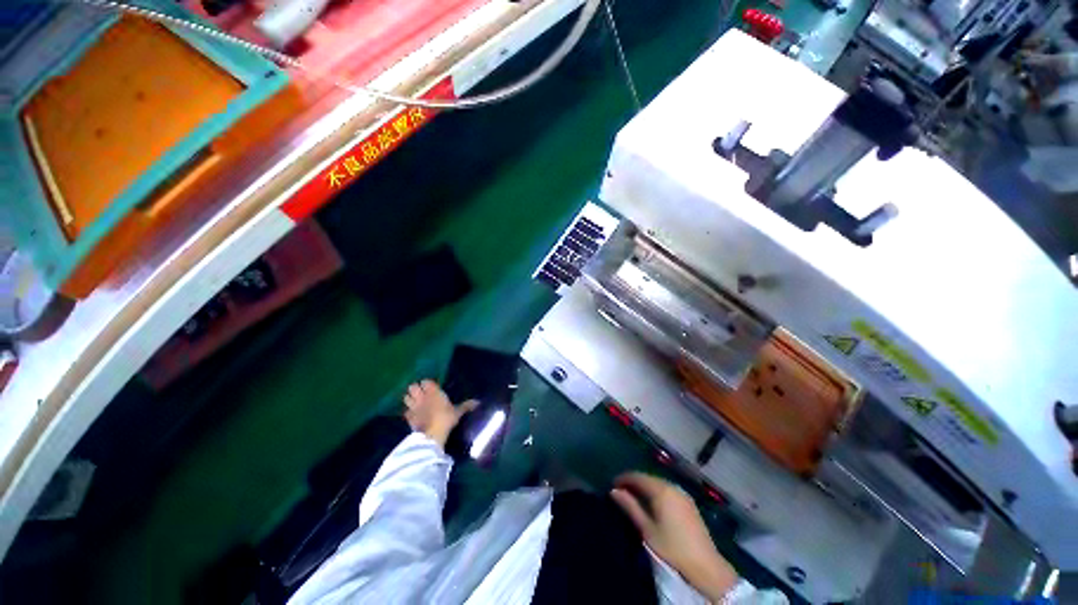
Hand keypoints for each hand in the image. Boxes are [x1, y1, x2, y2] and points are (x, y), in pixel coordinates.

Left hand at [403, 379, 476, 448]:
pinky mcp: (408, 417)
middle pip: (413, 387)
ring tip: (413, 401)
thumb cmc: (446, 418)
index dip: (426, 383)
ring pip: (406, 397)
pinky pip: (405, 411)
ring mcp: (413, 406)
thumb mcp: (458, 412)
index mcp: (434, 392)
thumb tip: (478, 402)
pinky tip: (411, 414)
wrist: (432, 434)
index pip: (426, 382)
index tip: (430, 386)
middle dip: (415, 389)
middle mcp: (422, 396)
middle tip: (420, 393)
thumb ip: (466, 406)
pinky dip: (407, 411)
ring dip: (409, 398)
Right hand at [611, 472, 739, 600]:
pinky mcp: (688, 502)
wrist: (705, 564)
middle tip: (621, 491)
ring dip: (645, 486)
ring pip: (658, 483)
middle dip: (634, 482)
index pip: (637, 476)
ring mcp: (682, 493)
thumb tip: (614, 491)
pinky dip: (656, 491)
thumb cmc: (672, 547)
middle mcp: (672, 486)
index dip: (624, 478)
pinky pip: (667, 489)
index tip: (612, 484)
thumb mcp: (647, 529)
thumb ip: (630, 507)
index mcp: (661, 490)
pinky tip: (652, 502)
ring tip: (633, 496)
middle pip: (648, 478)